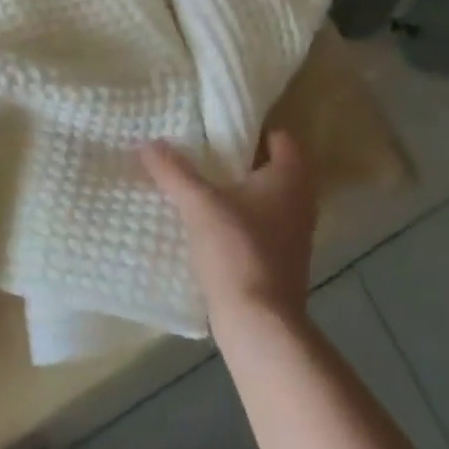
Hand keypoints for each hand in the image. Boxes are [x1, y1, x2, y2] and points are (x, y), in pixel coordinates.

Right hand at [141, 131, 319, 328]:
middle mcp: (300, 201)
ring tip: (196, 181)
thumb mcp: (199, 204)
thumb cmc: (237, 250)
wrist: (259, 322)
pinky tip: (205, 220)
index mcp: (290, 178)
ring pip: (263, 197)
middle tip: (200, 148)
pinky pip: (258, 223)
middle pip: (270, 166)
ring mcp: (292, 232)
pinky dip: (237, 217)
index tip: (217, 125)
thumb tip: (147, 142)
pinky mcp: (280, 258)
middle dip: (237, 158)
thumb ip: (173, 171)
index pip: (279, 136)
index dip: (251, 127)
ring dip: (235, 189)